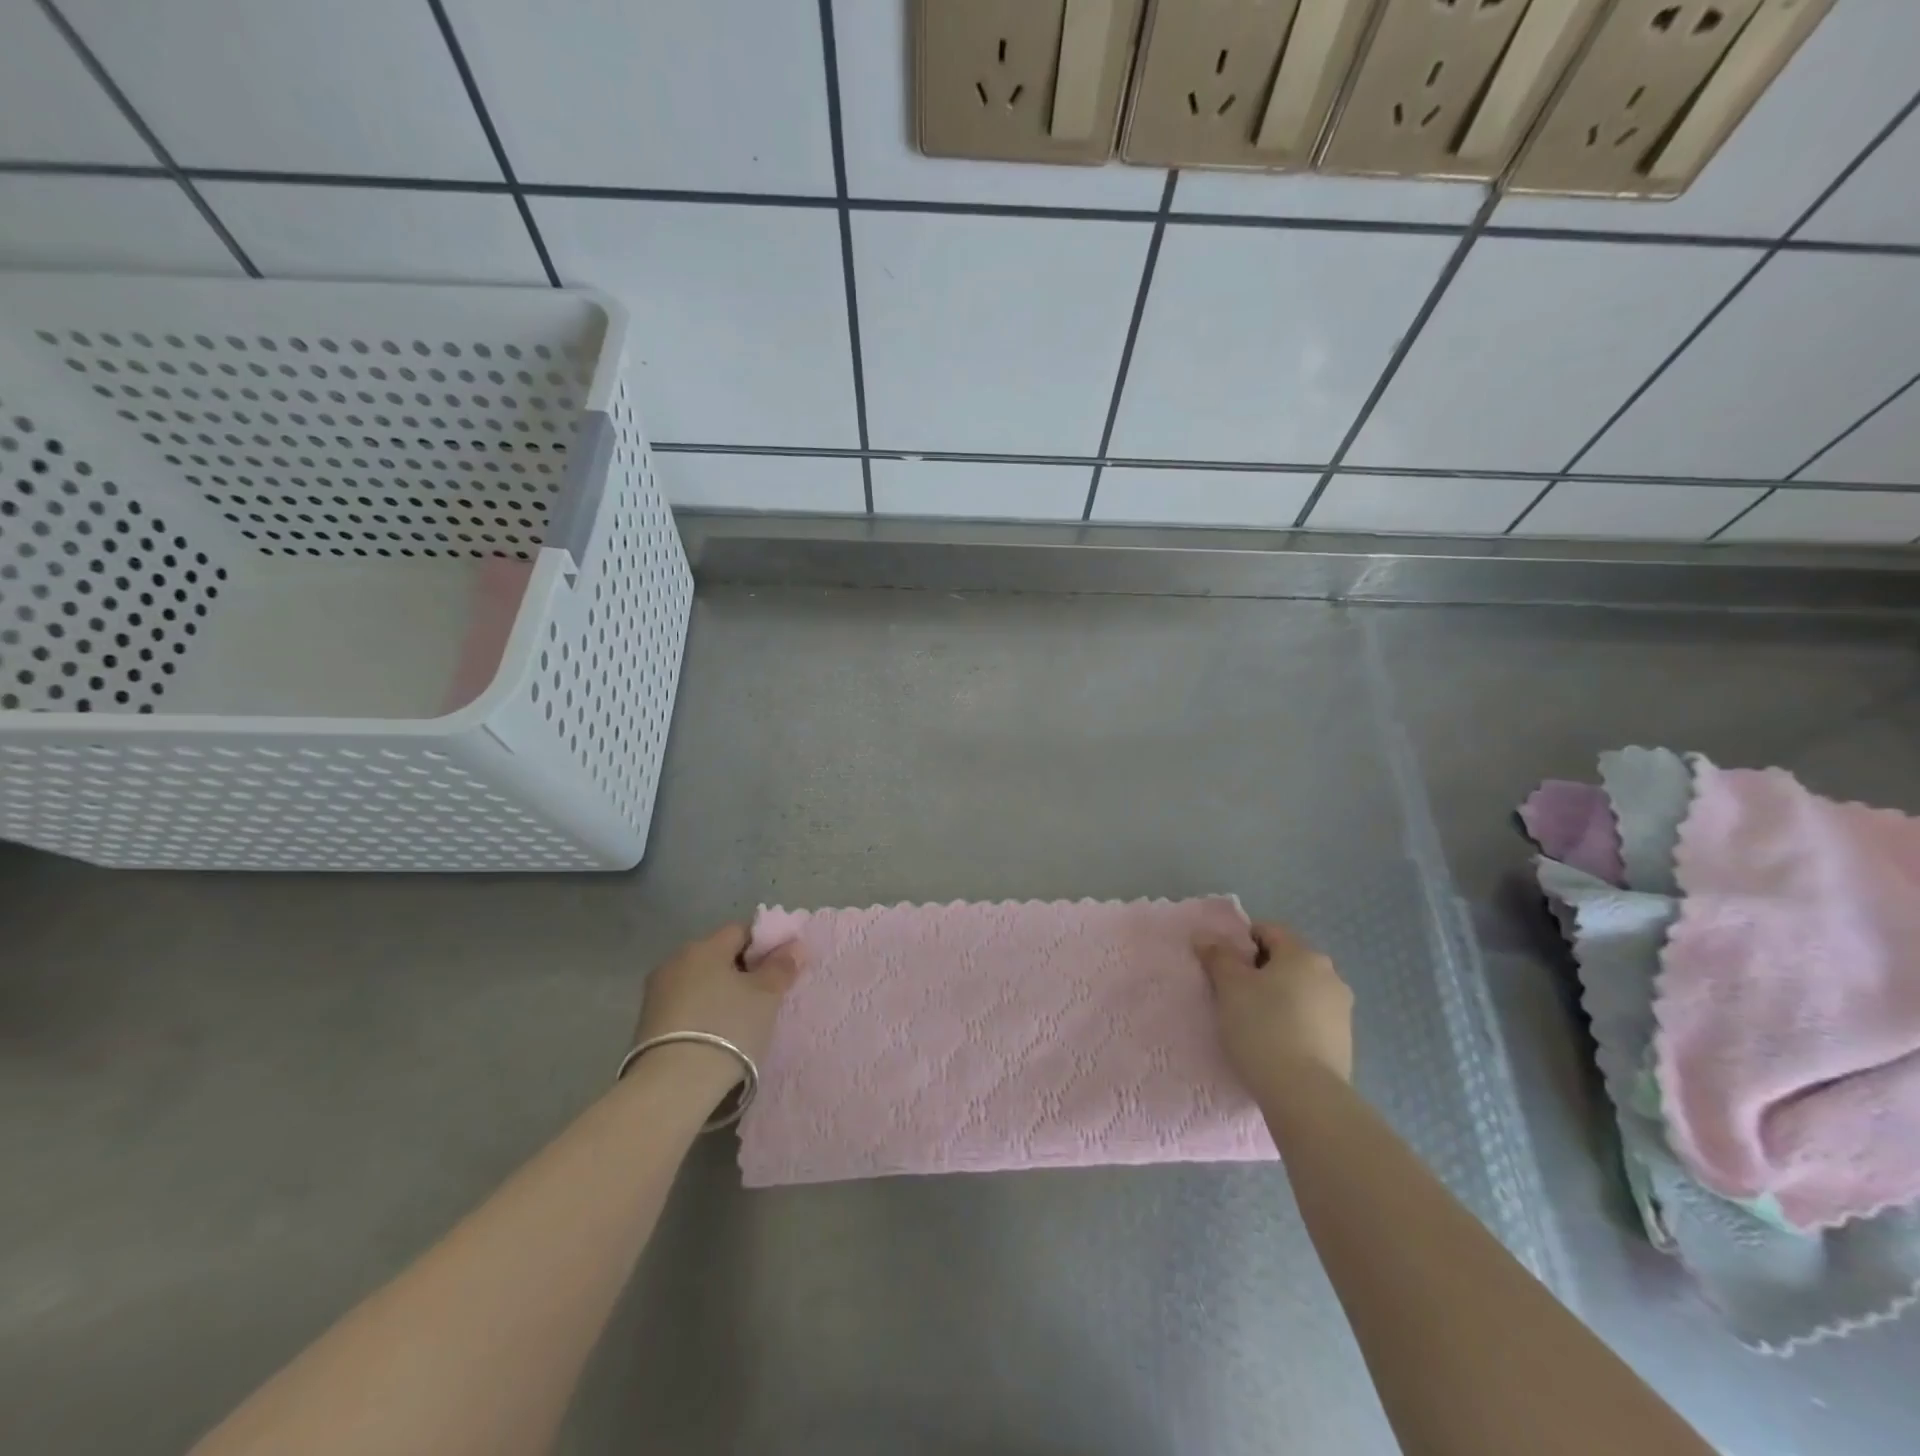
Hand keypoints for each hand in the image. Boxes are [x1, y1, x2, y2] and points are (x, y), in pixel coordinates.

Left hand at [632, 924, 798, 1084]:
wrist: (673, 1085)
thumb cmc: (728, 1027)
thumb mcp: (766, 996)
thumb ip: (782, 966)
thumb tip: (795, 945)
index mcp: (705, 946)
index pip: (741, 930)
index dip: (765, 945)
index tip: (780, 969)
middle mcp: (676, 960)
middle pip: (718, 955)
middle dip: (741, 970)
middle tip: (764, 997)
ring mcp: (656, 992)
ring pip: (699, 981)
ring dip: (719, 993)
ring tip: (740, 1021)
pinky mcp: (646, 1023)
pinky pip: (684, 1006)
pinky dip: (701, 1013)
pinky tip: (715, 1036)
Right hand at [1195, 920, 1353, 1089]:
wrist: (1305, 1095)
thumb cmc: (1262, 1027)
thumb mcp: (1229, 986)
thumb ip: (1217, 956)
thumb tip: (1205, 935)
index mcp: (1304, 955)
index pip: (1268, 931)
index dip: (1241, 942)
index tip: (1223, 966)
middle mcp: (1330, 975)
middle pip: (1286, 961)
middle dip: (1260, 972)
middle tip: (1233, 995)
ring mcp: (1342, 1010)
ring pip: (1299, 991)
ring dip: (1277, 998)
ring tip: (1253, 1023)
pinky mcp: (1345, 1042)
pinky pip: (1310, 1019)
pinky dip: (1292, 1023)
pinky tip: (1274, 1044)